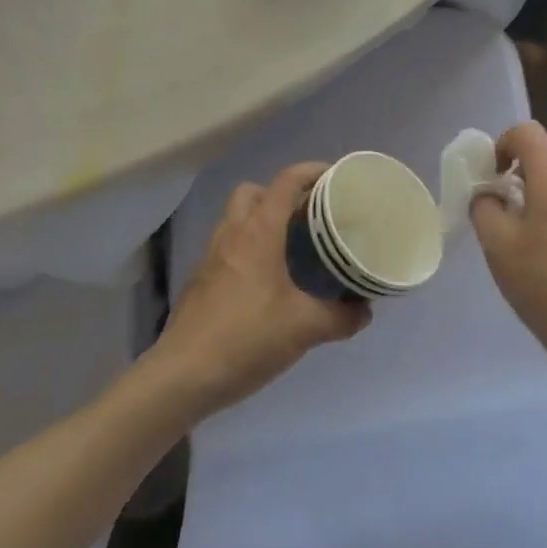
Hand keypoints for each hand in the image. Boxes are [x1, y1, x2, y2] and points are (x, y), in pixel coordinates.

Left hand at [156, 163, 371, 415]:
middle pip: (254, 192)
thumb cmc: (246, 338)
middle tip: (308, 216)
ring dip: (262, 221)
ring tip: (291, 247)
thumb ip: (340, 317)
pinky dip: (247, 250)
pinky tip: (266, 282)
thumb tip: (364, 310)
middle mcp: (232, 234)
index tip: (336, 178)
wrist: (182, 376)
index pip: (286, 181)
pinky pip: (227, 248)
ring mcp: (211, 257)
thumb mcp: (304, 329)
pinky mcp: (200, 282)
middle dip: (281, 194)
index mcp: (258, 232)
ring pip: (236, 219)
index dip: (312, 171)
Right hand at [471, 122, 546, 372]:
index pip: (527, 133)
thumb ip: (484, 206)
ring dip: (537, 196)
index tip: (491, 176)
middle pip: (545, 159)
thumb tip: (489, 194)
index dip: (502, 144)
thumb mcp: (496, 243)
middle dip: (517, 175)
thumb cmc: (540, 281)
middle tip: (500, 211)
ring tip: (523, 236)